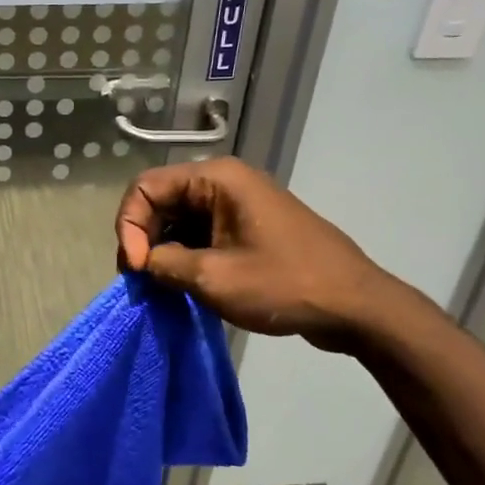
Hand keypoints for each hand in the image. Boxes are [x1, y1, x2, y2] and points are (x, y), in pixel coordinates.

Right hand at [114, 157, 395, 348]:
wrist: (355, 306)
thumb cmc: (284, 284)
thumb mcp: (213, 278)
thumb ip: (164, 264)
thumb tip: (142, 262)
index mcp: (216, 179)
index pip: (146, 187)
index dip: (129, 226)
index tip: (135, 268)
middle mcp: (224, 182)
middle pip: (161, 200)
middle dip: (143, 238)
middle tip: (141, 281)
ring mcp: (237, 204)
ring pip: (179, 218)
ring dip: (163, 250)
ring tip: (160, 287)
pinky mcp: (247, 226)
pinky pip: (201, 232)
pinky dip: (185, 255)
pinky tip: (183, 284)